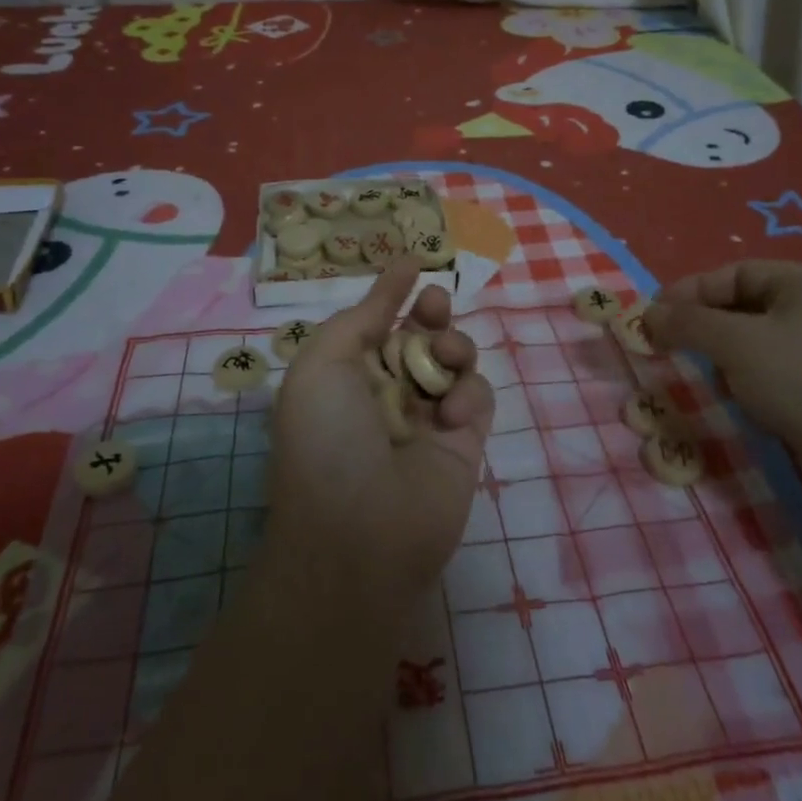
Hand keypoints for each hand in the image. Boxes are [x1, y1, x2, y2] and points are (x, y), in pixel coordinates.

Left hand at [266, 258, 494, 609]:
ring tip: (442, 358)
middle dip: (431, 311)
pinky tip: (452, 415)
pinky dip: (470, 393)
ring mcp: (428, 416)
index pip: (376, 322)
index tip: (415, 264)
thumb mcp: (322, 364)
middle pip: (420, 333)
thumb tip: (399, 268)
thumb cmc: (327, 441)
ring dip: (452, 345)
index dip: (394, 293)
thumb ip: (362, 315)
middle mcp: (387, 391)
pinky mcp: (466, 441)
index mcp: (346, 374)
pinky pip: (479, 395)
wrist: (360, 537)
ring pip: (454, 358)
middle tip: (434, 305)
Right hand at [645, 260, 801, 512]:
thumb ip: (688, 322)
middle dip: (704, 326)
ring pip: (757, 342)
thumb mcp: (737, 343)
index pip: (734, 274)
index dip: (689, 291)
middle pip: (745, 306)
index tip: (652, 316)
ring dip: (725, 357)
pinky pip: (776, 372)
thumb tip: (649, 312)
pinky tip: (741, 402)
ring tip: (705, 376)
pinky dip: (750, 381)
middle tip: (668, 346)